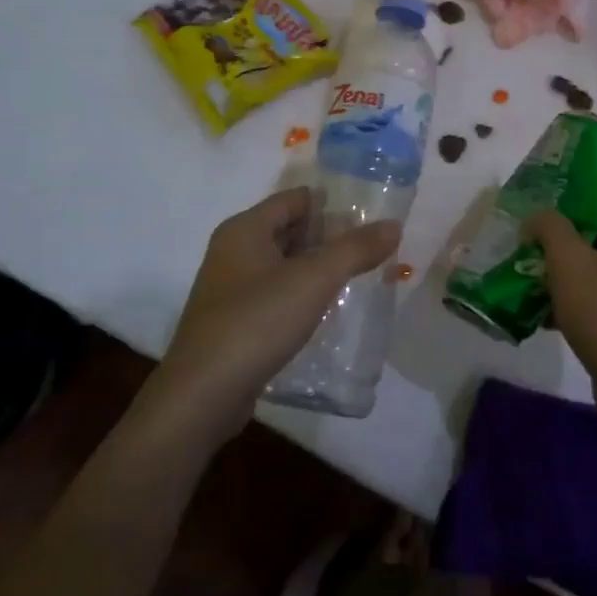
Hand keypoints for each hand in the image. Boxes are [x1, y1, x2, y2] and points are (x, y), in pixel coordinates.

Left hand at [147, 188, 400, 444]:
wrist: (203, 395)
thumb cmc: (256, 322)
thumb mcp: (314, 280)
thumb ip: (355, 249)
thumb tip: (393, 225)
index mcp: (244, 229)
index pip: (295, 199)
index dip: (332, 204)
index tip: (370, 219)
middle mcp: (233, 251)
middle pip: (290, 230)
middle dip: (330, 238)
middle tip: (372, 251)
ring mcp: (231, 289)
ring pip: (284, 265)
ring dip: (318, 269)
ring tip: (359, 279)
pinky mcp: (234, 323)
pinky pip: (276, 296)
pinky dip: (302, 296)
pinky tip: (328, 312)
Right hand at [526, 189, 596, 434]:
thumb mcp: (568, 262)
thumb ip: (550, 227)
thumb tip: (539, 216)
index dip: (588, 193)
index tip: (555, 204)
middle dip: (575, 233)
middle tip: (541, 240)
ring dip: (579, 267)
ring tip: (543, 275)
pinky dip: (590, 295)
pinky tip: (557, 311)